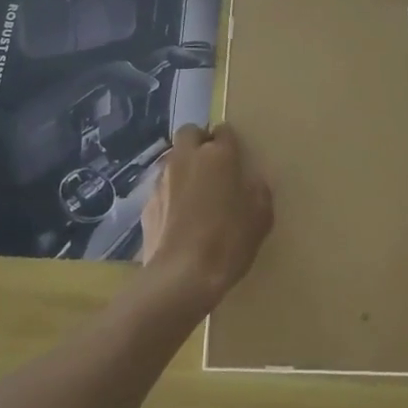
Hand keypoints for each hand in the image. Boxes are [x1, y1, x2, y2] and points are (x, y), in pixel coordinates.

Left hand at [141, 123, 272, 310]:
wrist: (181, 277)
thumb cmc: (228, 242)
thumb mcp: (261, 217)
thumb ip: (258, 191)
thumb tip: (251, 182)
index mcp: (218, 156)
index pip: (223, 130)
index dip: (229, 141)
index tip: (235, 156)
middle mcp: (187, 159)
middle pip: (190, 133)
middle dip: (200, 142)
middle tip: (212, 166)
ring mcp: (162, 180)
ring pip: (172, 159)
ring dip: (183, 168)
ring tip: (195, 194)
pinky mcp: (147, 203)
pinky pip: (161, 188)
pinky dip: (170, 195)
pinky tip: (178, 218)